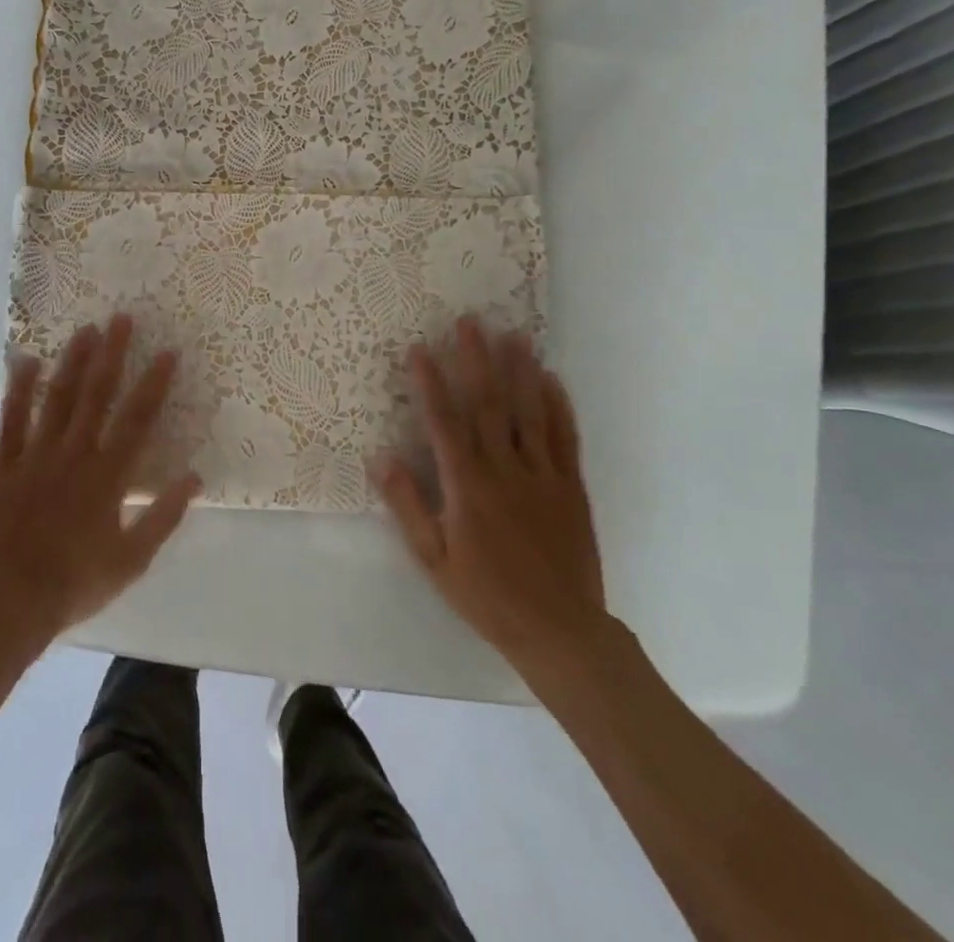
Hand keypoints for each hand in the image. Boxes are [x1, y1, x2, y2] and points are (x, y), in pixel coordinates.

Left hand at [0, 315, 200, 652]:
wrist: (5, 605)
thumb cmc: (74, 584)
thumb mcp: (131, 560)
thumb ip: (163, 516)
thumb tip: (195, 477)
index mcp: (107, 476)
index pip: (137, 419)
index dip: (154, 383)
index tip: (168, 352)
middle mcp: (74, 455)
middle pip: (97, 395)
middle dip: (112, 354)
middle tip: (121, 318)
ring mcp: (35, 456)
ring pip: (57, 398)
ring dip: (73, 362)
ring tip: (85, 330)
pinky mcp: (3, 466)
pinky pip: (11, 420)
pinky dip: (18, 389)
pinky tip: (25, 361)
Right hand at [378, 317, 614, 701]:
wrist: (560, 631)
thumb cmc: (488, 596)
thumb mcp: (434, 560)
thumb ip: (407, 506)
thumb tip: (381, 457)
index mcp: (468, 487)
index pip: (444, 424)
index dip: (430, 384)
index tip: (420, 349)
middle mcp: (505, 471)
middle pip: (488, 405)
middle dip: (476, 360)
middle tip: (470, 322)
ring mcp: (543, 475)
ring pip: (530, 412)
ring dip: (520, 370)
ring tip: (514, 334)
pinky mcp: (571, 487)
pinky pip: (565, 437)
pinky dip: (558, 405)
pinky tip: (552, 378)